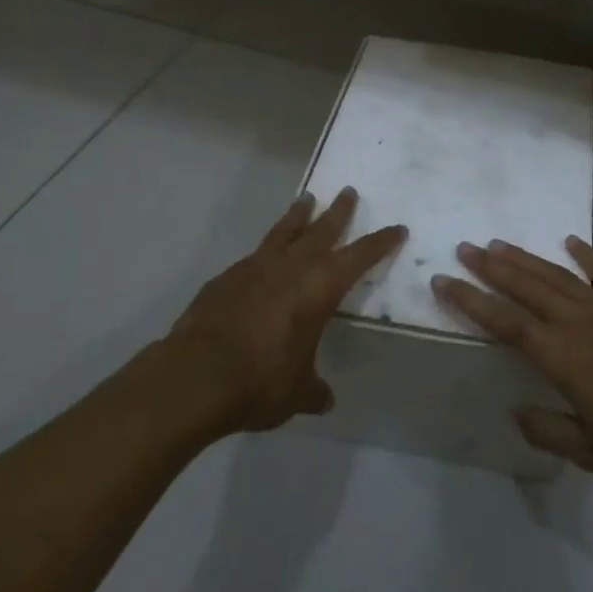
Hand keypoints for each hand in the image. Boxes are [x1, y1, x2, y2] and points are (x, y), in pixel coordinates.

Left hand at [167, 188, 405, 434]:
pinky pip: (255, 254)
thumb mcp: (296, 392)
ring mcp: (256, 267)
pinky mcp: (227, 277)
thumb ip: (313, 390)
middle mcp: (292, 267)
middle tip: (348, 192)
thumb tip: (323, 400)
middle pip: (322, 229)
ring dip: (298, 215)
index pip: (359, 256)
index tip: (397, 228)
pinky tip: (263, 258)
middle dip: (339, 212)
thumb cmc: (261, 380)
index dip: (380, 242)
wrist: (196, 376)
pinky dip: (266, 250)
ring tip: (307, 199)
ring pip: (285, 231)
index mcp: (320, 287)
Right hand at [432, 236, 592, 484]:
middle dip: (490, 267)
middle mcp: (575, 320)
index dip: (470, 301)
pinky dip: (584, 253)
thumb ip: (550, 430)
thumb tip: (515, 411)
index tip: (443, 281)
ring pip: (554, 274)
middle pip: (524, 286)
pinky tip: (569, 240)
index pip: (504, 322)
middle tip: (463, 247)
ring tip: (497, 242)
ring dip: (524, 258)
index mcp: (560, 356)